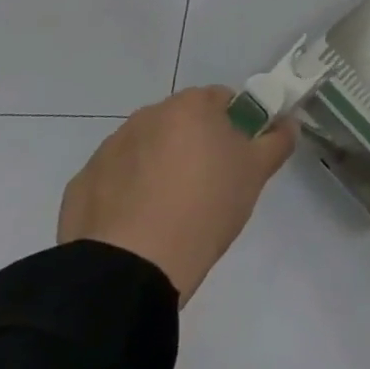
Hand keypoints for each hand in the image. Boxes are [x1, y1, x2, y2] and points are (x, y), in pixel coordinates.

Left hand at [58, 86, 296, 306]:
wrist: (131, 269)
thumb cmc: (204, 207)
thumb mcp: (256, 174)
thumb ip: (277, 141)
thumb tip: (288, 124)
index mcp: (190, 106)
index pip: (222, 99)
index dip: (235, 125)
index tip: (238, 157)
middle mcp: (147, 116)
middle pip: (181, 122)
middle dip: (195, 144)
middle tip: (209, 184)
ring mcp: (109, 149)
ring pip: (146, 148)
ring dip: (159, 166)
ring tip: (170, 210)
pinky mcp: (82, 184)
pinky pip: (114, 179)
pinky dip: (127, 192)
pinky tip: (138, 225)